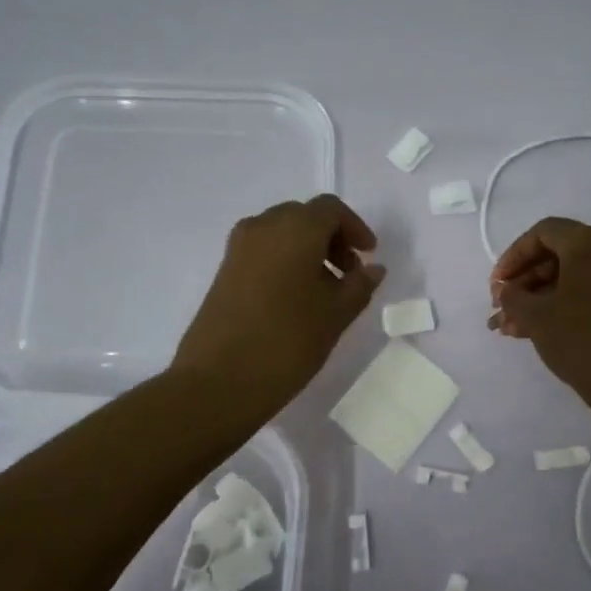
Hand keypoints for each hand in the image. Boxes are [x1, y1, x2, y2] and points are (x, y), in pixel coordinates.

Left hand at [172, 194, 386, 416]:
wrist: (219, 380)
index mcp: (295, 228)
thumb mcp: (336, 314)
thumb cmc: (288, 341)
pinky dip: (285, 261)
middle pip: (304, 217)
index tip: (369, 256)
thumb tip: (372, 269)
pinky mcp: (224, 270)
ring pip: (281, 233)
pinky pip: (263, 251)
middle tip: (348, 273)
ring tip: (324, 290)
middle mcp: (263, 226)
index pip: (331, 209)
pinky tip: (295, 298)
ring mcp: (239, 247)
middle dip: (331, 238)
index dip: (355, 228)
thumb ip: (359, 285)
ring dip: (307, 250)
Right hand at [489, 217, 590, 399]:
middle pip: (556, 253)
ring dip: (536, 297)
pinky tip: (528, 331)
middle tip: (500, 305)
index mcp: (590, 244)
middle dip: (523, 280)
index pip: (543, 232)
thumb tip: (505, 291)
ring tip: (507, 326)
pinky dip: (558, 305)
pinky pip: (585, 291)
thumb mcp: (536, 316)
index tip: (497, 284)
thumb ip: (512, 296)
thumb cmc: (581, 340)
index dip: (513, 255)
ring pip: (569, 276)